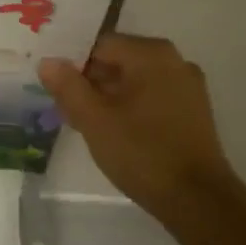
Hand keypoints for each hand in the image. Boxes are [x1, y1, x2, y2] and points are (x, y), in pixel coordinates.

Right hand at [38, 34, 241, 217]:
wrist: (196, 199)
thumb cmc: (141, 152)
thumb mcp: (94, 119)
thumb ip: (68, 86)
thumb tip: (48, 62)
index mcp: (151, 54)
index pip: (100, 45)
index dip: (73, 65)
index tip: (57, 91)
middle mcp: (174, 61)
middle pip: (118, 61)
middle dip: (90, 82)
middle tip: (67, 110)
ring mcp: (187, 86)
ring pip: (135, 81)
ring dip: (108, 97)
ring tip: (86, 124)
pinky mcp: (193, 111)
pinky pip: (152, 97)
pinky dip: (130, 107)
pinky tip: (114, 132)